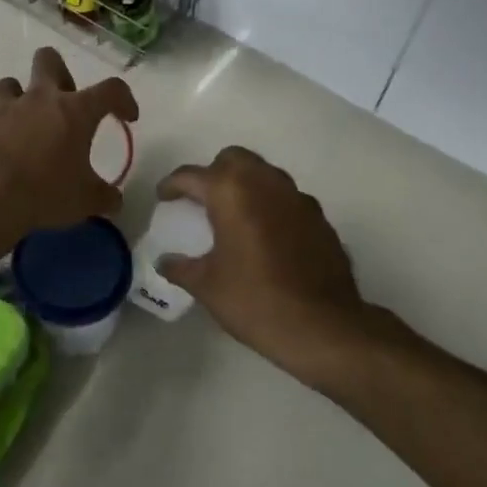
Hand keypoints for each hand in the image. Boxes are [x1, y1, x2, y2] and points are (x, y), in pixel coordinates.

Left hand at [0, 48, 138, 250]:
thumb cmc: (47, 194)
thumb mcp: (87, 201)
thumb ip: (105, 196)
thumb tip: (114, 200)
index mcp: (75, 111)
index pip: (111, 90)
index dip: (124, 99)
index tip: (127, 117)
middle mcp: (40, 99)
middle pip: (48, 59)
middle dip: (58, 74)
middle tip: (64, 104)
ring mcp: (5, 108)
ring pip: (10, 83)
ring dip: (19, 98)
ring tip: (25, 122)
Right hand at [157, 147, 371, 392]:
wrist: (322, 327)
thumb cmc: (255, 301)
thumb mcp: (207, 286)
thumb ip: (181, 267)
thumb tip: (165, 262)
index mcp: (231, 192)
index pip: (192, 175)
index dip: (172, 185)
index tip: (164, 197)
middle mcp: (266, 183)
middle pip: (233, 159)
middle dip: (214, 173)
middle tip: (203, 201)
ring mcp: (297, 198)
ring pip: (265, 174)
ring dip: (246, 185)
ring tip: (234, 217)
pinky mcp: (319, 218)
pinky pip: (287, 199)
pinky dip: (271, 206)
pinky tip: (266, 237)